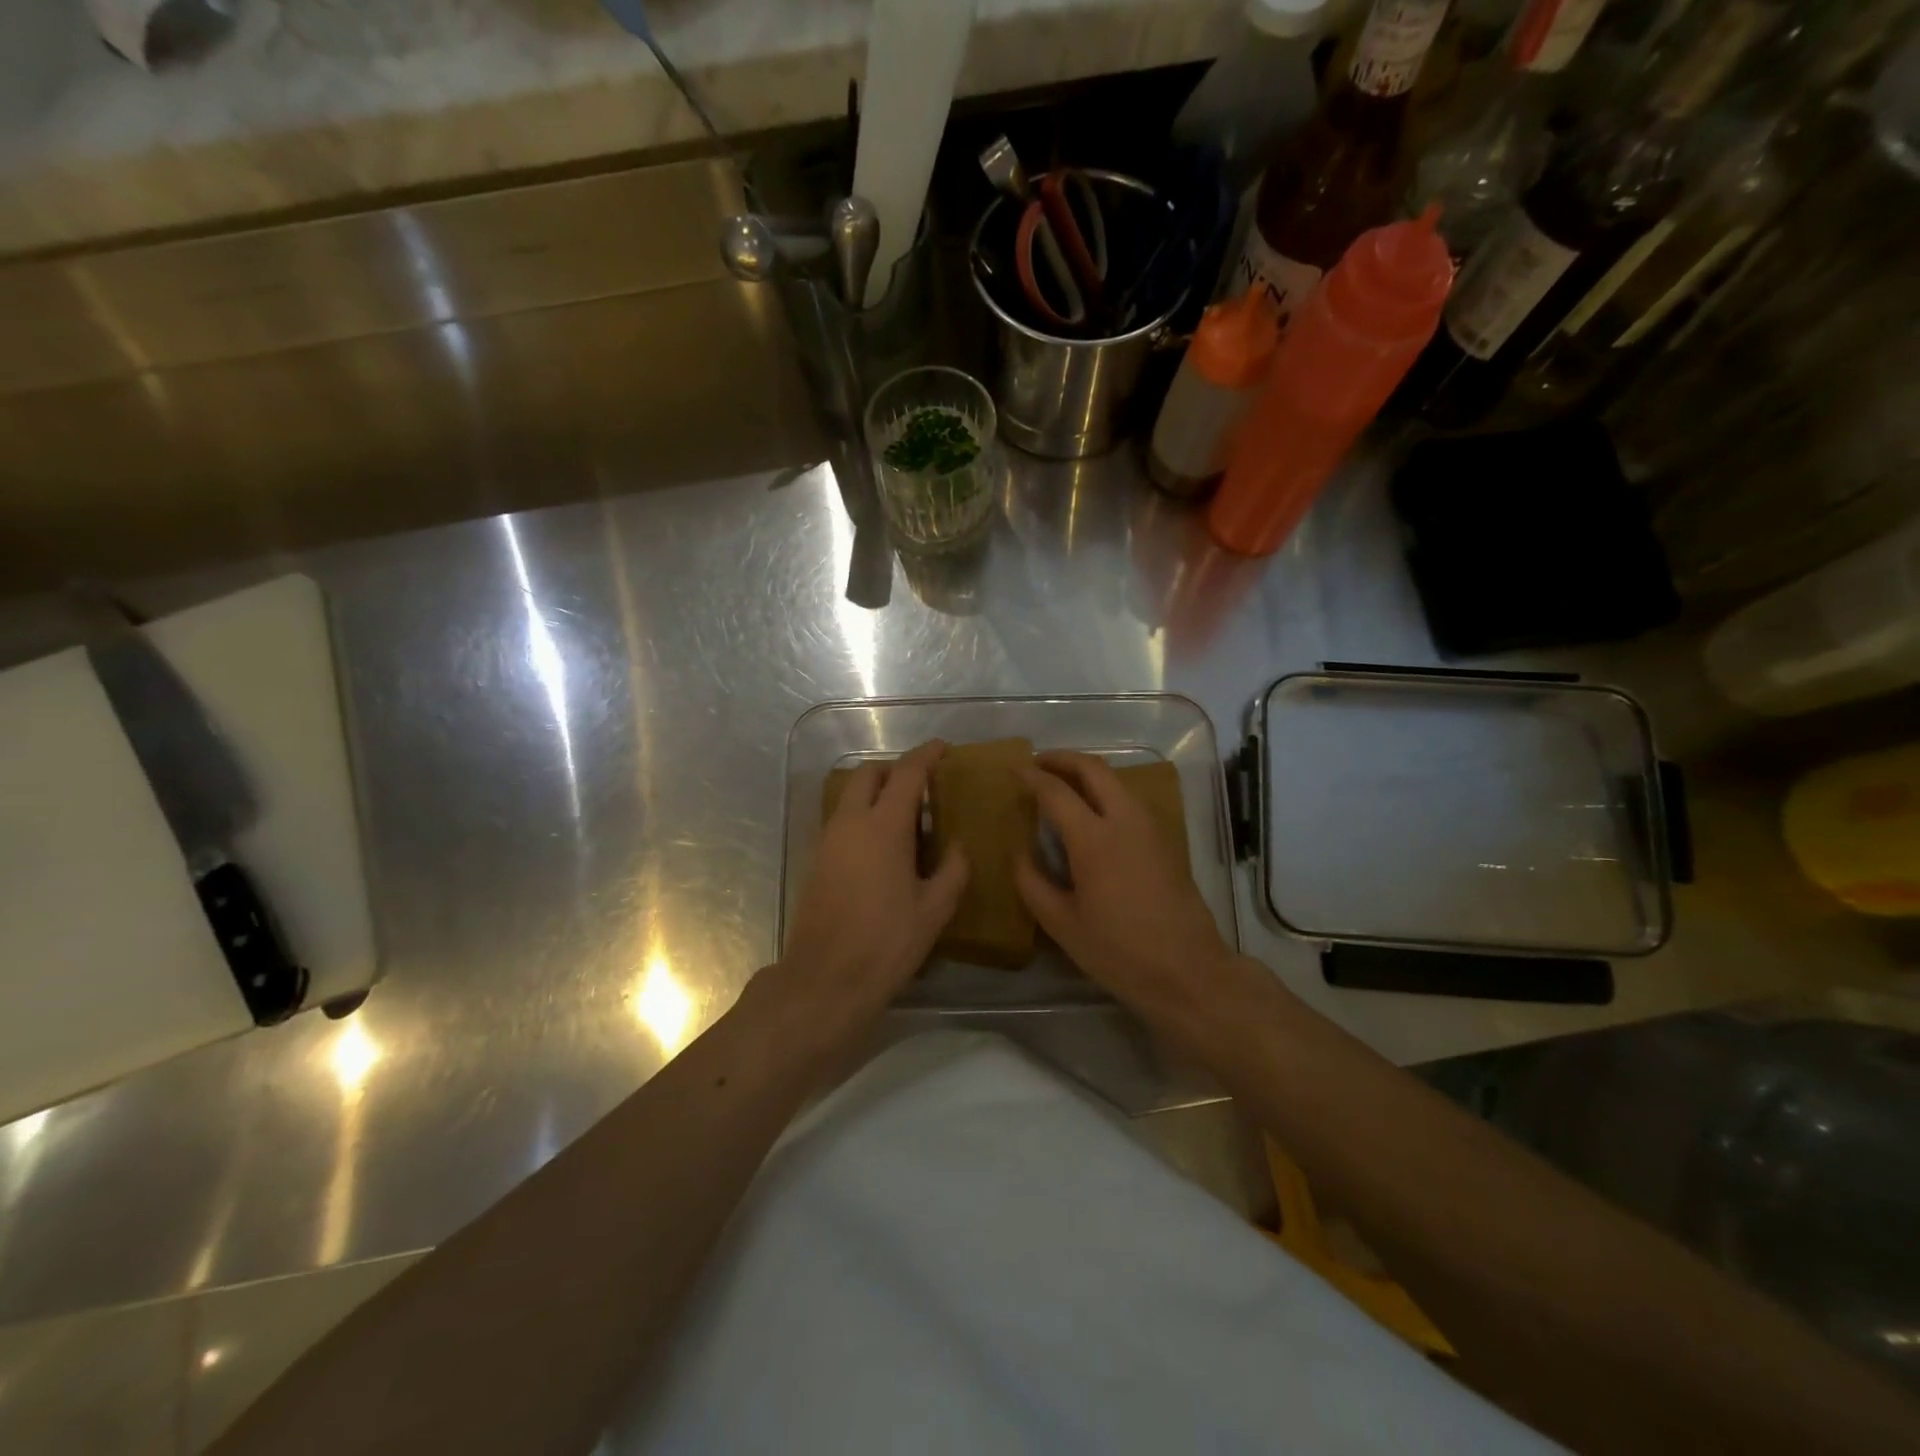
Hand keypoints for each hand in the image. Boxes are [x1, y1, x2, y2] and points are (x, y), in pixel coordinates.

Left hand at [767, 740, 968, 1052]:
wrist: (825, 979)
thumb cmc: (886, 943)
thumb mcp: (934, 910)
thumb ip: (953, 870)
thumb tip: (959, 846)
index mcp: (884, 827)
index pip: (907, 774)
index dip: (926, 755)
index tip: (943, 749)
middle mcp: (851, 823)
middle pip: (868, 774)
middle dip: (895, 769)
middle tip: (922, 784)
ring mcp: (828, 840)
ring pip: (851, 797)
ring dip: (876, 793)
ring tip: (907, 818)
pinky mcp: (817, 860)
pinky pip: (842, 820)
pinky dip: (863, 816)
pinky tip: (884, 847)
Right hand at [1014, 751, 1237, 1023]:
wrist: (1188, 972)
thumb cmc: (1119, 952)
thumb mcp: (1062, 924)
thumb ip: (1032, 883)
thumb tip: (1019, 854)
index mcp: (1094, 840)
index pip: (1056, 792)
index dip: (1031, 776)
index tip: (1013, 769)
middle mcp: (1125, 821)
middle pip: (1094, 769)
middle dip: (1063, 759)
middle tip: (1038, 763)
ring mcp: (1151, 828)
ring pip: (1116, 781)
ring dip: (1086, 772)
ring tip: (1061, 784)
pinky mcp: (1165, 840)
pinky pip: (1129, 799)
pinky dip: (1105, 791)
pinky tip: (1090, 812)